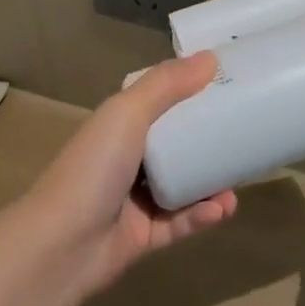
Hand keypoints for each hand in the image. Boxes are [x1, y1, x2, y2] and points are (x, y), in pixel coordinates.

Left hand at [27, 53, 237, 294]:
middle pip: (175, 143)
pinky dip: (201, 215)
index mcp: (119, 124)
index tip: (227, 84)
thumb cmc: (93, 168)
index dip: (189, 91)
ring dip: (211, 182)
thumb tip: (210, 58)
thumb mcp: (127, 114)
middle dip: (209, 140)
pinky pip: (180, 221)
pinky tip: (222, 209)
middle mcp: (127, 157)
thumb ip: (166, 85)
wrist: (60, 247)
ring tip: (237, 183)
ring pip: (183, 185)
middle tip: (244, 135)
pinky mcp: (144, 236)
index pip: (159, 101)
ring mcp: (134, 199)